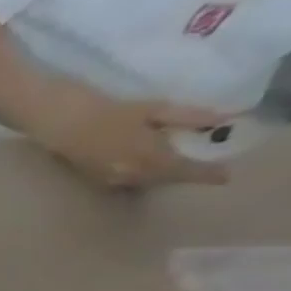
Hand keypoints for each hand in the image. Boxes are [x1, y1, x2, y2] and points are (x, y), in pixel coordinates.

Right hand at [31, 90, 231, 189]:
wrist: (63, 123)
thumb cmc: (108, 112)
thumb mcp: (153, 109)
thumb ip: (188, 117)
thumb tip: (225, 119)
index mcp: (150, 157)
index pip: (185, 170)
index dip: (207, 173)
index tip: (226, 177)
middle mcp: (133, 174)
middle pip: (166, 178)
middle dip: (184, 174)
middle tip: (203, 168)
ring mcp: (113, 179)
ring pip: (147, 181)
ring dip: (163, 176)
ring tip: (176, 166)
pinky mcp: (99, 178)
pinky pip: (130, 181)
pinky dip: (144, 175)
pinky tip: (147, 166)